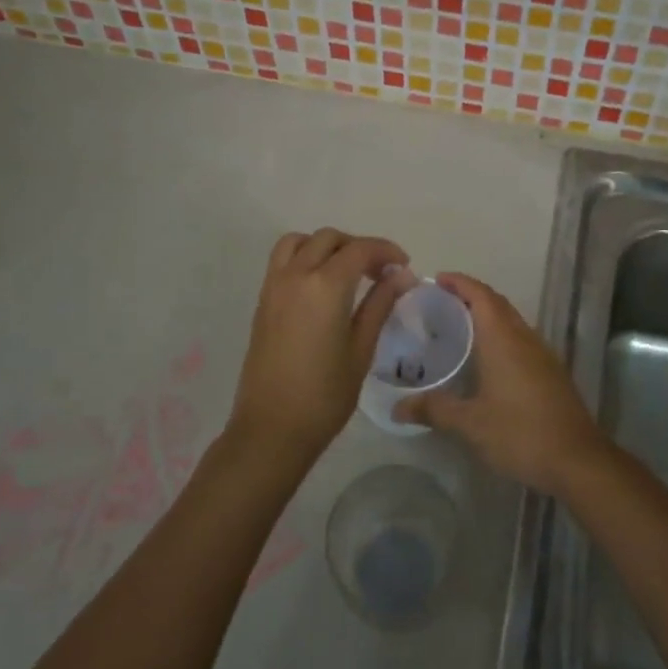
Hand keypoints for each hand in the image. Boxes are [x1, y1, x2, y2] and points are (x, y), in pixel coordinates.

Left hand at [230, 229, 412, 463]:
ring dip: (326, 246)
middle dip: (358, 247)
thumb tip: (402, 275)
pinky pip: (283, 261)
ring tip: (348, 271)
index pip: (359, 249)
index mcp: (324, 286)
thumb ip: (380, 304)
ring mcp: (274, 287)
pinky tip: (323, 287)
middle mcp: (295, 276)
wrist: (271, 429)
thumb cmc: (325, 395)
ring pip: (299, 242)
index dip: (386, 251)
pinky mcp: (262, 302)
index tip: (404, 266)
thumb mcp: (361, 349)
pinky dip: (305, 257)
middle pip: (329, 239)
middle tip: (381, 272)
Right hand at [395, 273, 608, 495]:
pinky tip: (486, 359)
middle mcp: (524, 337)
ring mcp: (542, 354)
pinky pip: (520, 339)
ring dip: (487, 315)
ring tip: (458, 327)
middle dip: (470, 295)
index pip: (481, 295)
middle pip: (497, 303)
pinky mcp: (550, 372)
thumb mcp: (470, 424)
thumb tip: (397, 407)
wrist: (577, 460)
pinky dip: (500, 335)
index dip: (459, 282)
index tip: (435, 279)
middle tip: (439, 303)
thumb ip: (434, 409)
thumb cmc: (520, 433)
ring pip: (511, 321)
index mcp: (504, 339)